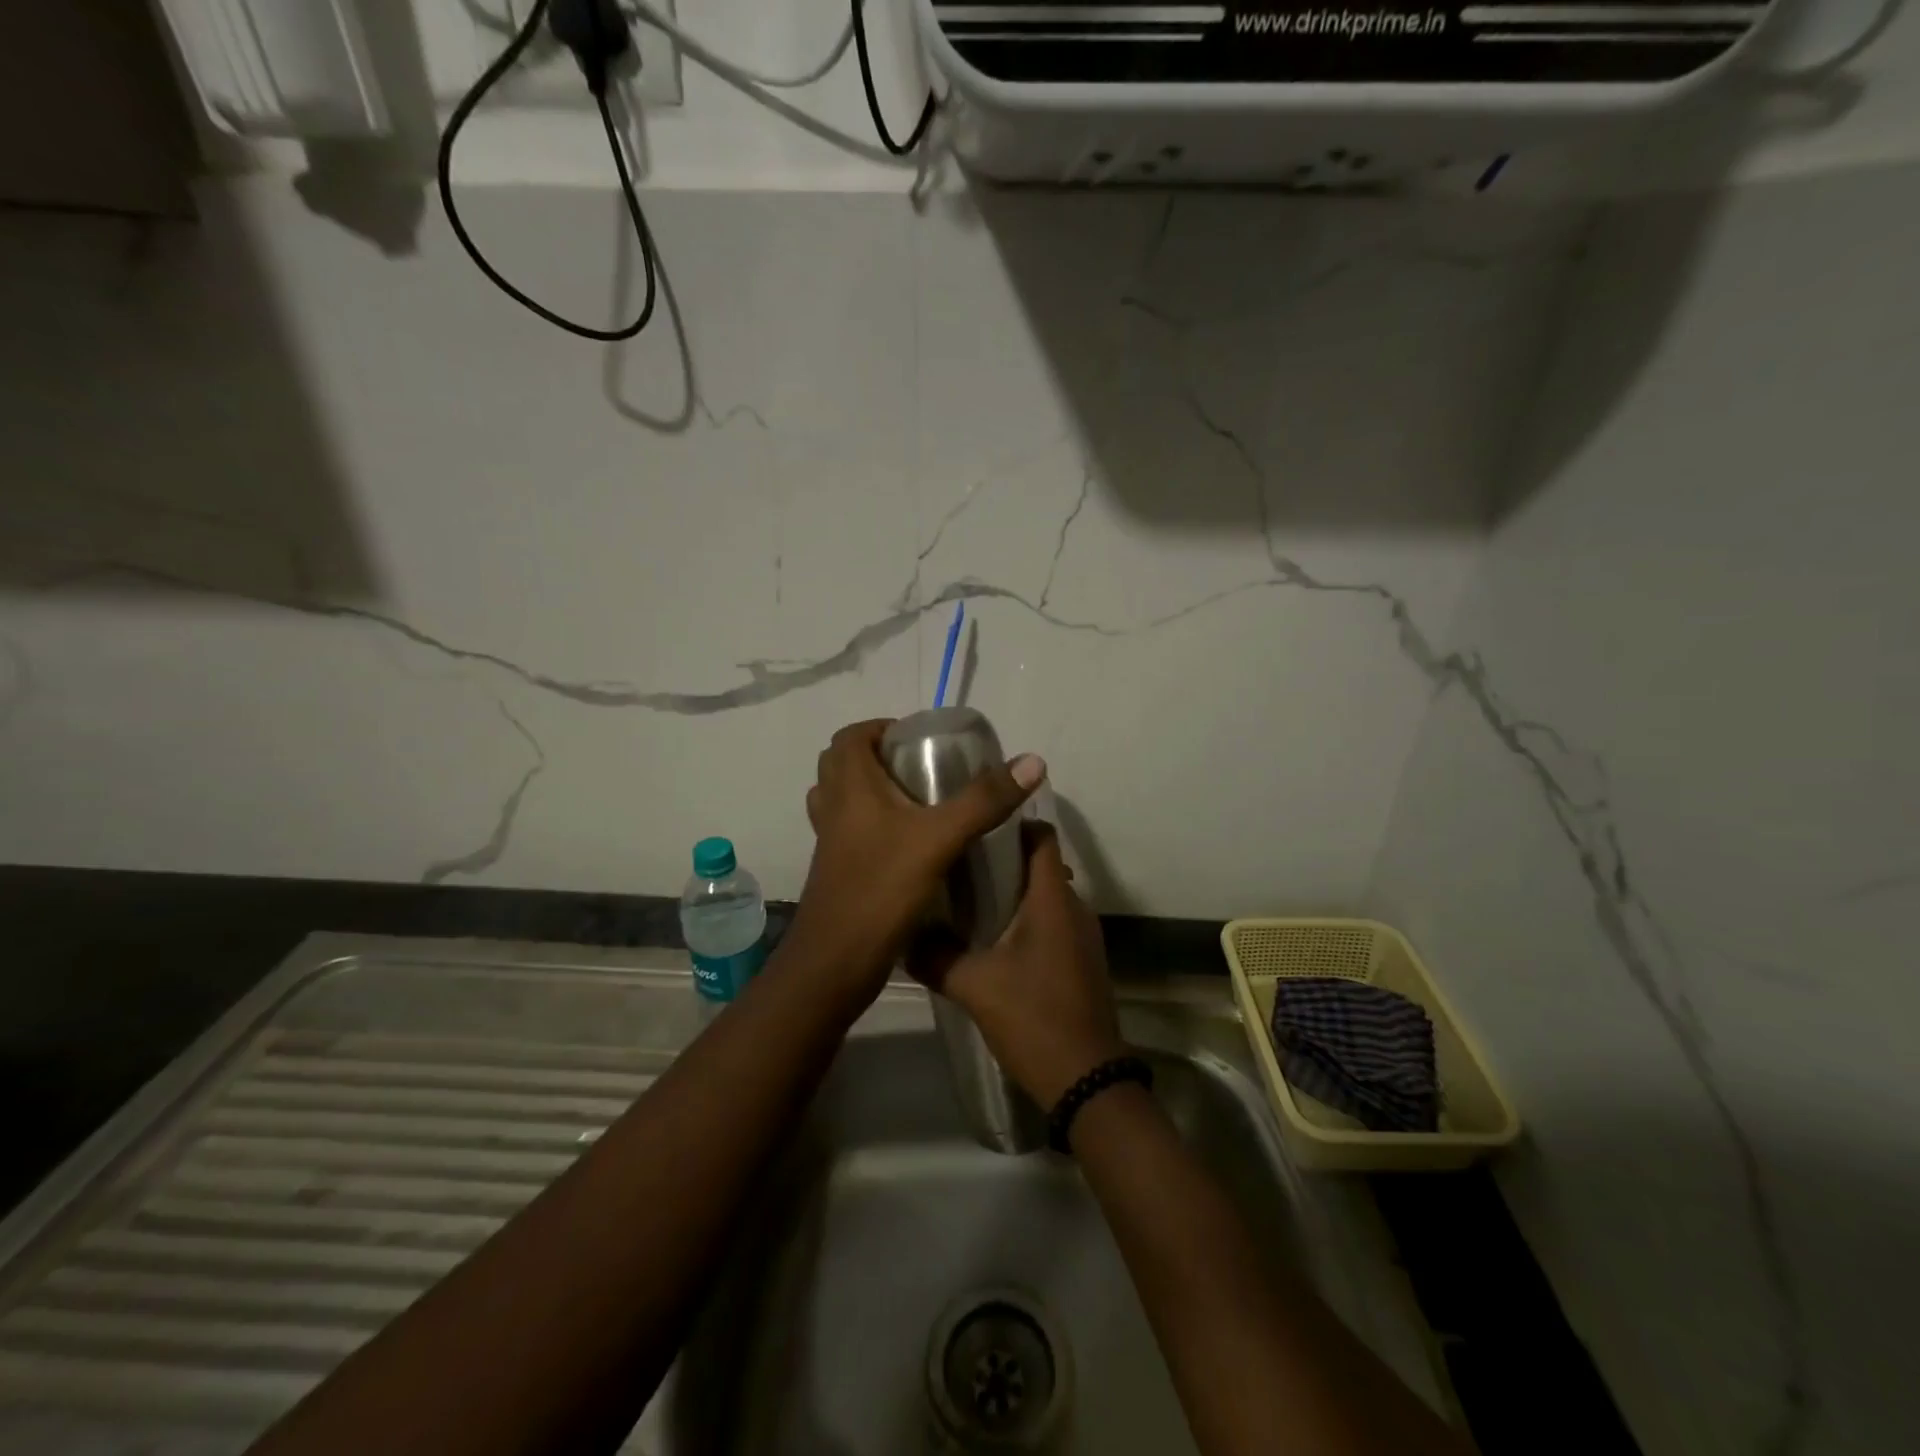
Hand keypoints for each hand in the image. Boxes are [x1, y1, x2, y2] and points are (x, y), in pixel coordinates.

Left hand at [787, 719, 1044, 1000]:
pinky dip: (871, 825)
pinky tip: (907, 844)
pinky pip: (848, 831)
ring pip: (841, 799)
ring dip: (871, 791)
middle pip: (843, 764)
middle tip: (921, 768)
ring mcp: (830, 841)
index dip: (881, 728)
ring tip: (916, 801)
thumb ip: (984, 800)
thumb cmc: (882, 889)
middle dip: (878, 757)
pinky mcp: (836, 869)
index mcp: (850, 788)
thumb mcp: (941, 839)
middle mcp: (832, 808)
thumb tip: (1030, 760)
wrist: (836, 963)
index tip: (919, 740)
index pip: (851, 736)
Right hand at [912, 823, 1125, 1108]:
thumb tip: (903, 937)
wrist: (1086, 1081)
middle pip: (1041, 865)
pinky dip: (1026, 920)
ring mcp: (1083, 937)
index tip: (976, 825)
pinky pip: (1053, 923)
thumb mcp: (974, 985)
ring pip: (1046, 897)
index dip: (1013, 823)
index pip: (1042, 836)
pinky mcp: (1082, 961)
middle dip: (1003, 860)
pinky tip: (993, 941)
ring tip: (968, 900)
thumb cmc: (1033, 1017)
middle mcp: (1074, 908)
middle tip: (959, 864)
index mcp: (1052, 899)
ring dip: (1013, 893)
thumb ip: (935, 957)